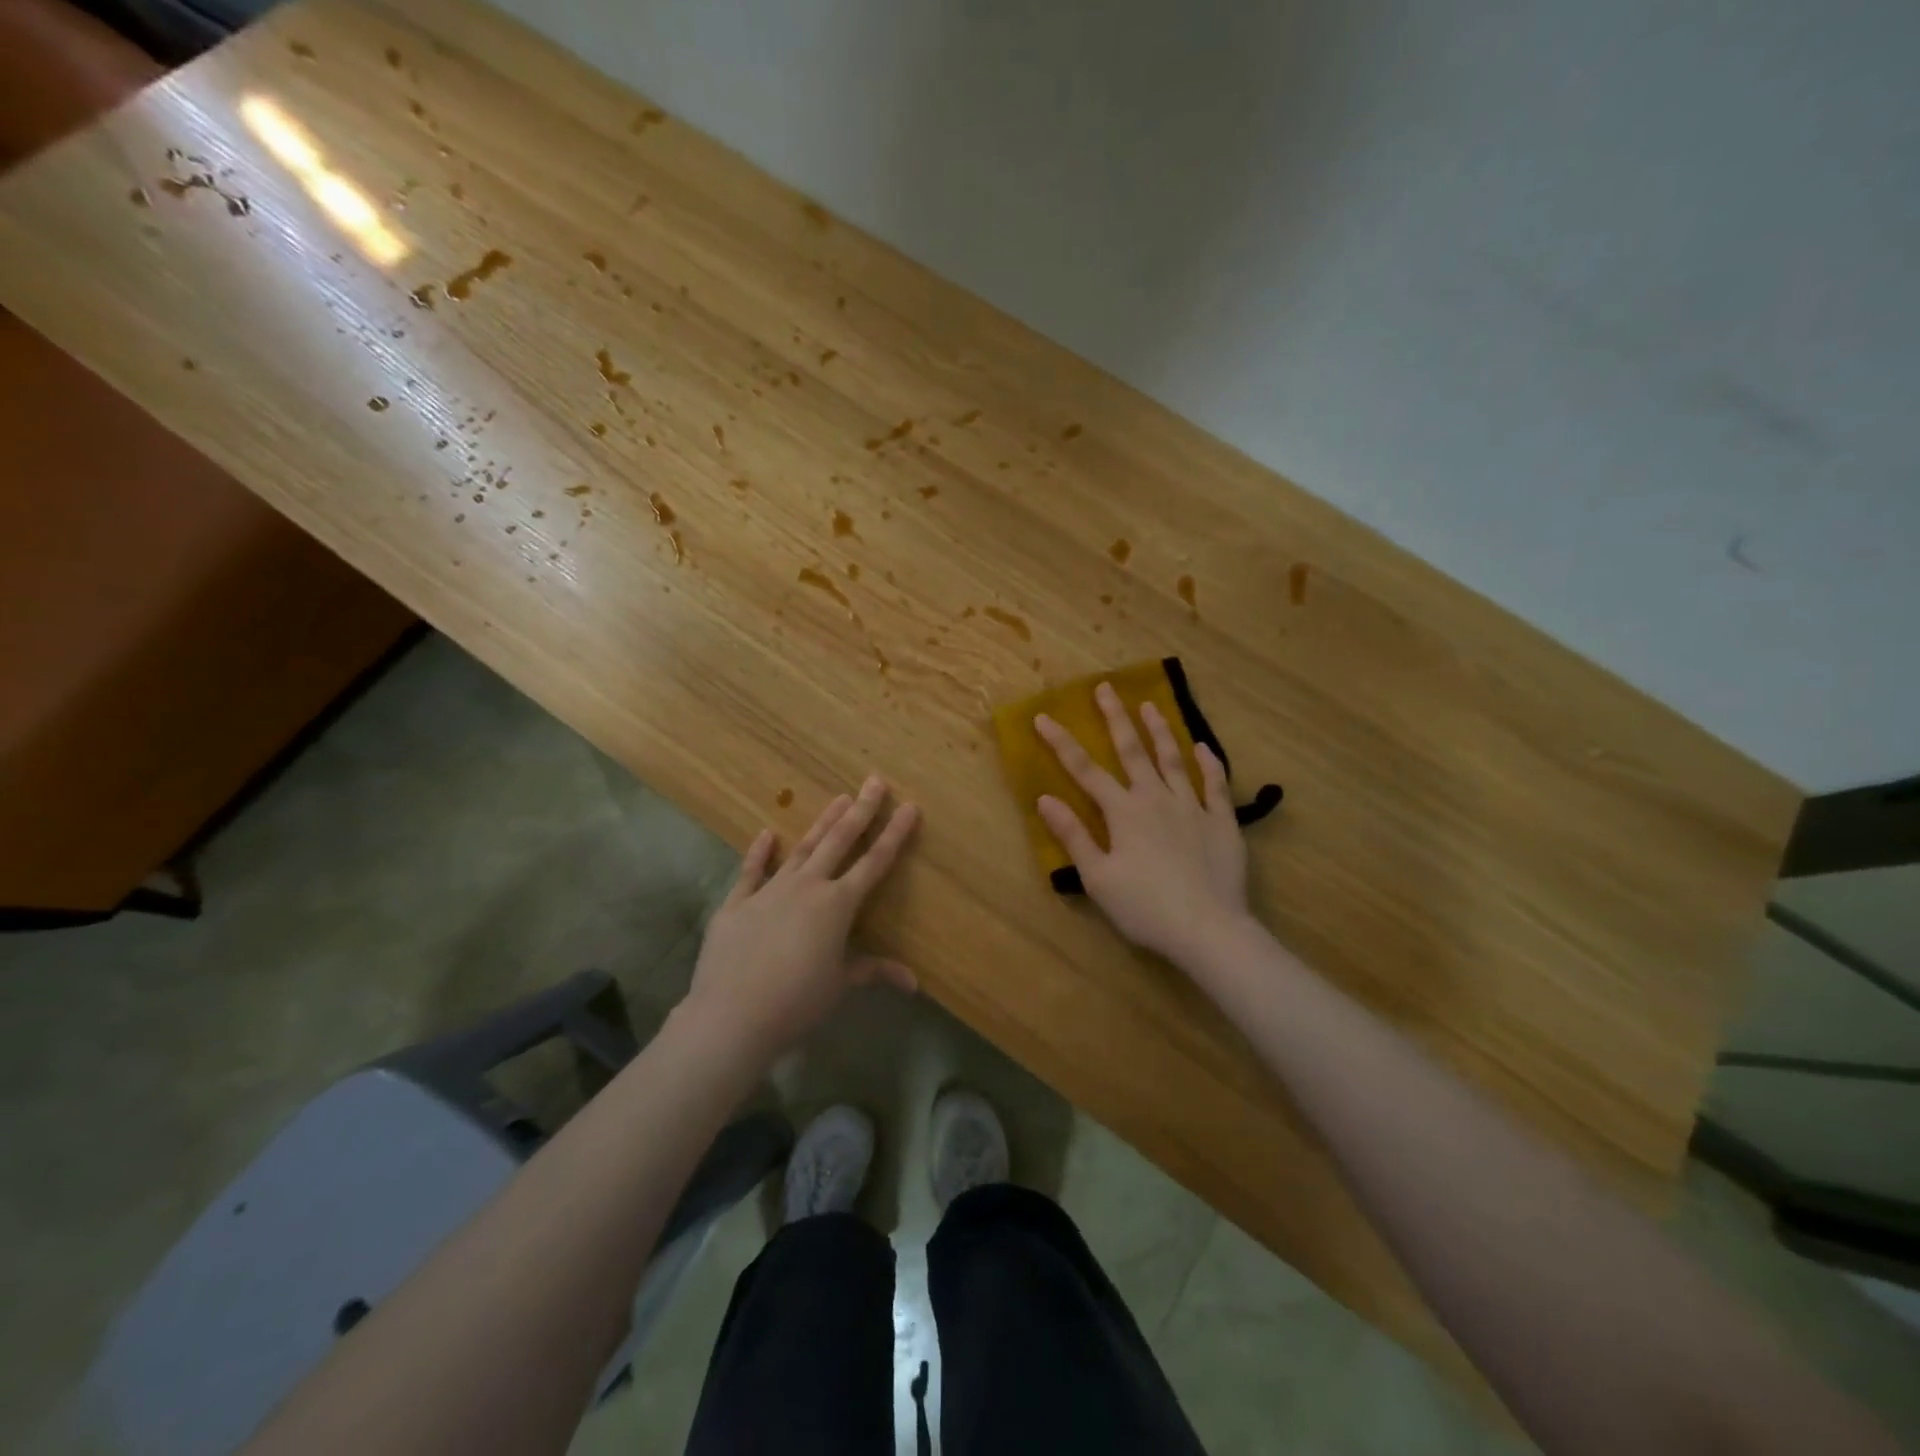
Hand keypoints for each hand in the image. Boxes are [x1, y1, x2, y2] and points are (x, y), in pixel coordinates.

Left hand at [684, 776, 919, 1058]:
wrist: (732, 1015)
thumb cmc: (796, 1002)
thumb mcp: (840, 984)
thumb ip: (874, 972)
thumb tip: (914, 984)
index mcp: (837, 905)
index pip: (874, 862)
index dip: (894, 833)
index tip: (909, 806)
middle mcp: (807, 886)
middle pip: (839, 841)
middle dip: (861, 810)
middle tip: (874, 781)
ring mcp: (769, 891)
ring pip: (802, 848)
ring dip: (822, 823)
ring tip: (839, 798)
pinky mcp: (736, 904)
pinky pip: (750, 872)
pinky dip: (759, 853)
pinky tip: (767, 834)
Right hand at [1034, 684, 1250, 965]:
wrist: (1208, 929)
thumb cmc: (1145, 908)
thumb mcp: (1098, 877)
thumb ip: (1074, 835)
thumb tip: (1045, 799)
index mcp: (1124, 812)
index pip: (1085, 771)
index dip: (1062, 743)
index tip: (1044, 717)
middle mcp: (1156, 798)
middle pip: (1133, 751)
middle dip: (1116, 718)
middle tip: (1106, 687)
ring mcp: (1193, 807)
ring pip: (1173, 759)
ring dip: (1160, 730)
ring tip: (1150, 705)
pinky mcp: (1222, 822)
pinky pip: (1215, 785)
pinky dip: (1209, 763)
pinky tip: (1203, 747)